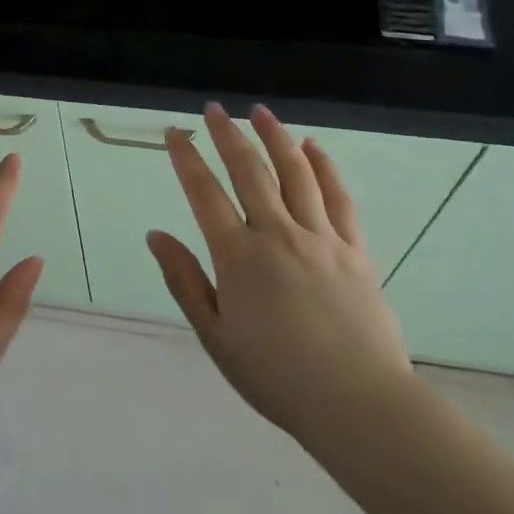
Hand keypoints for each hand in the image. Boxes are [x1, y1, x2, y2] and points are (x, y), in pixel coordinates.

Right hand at [147, 104, 417, 451]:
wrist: (357, 403)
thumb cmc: (276, 376)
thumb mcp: (215, 336)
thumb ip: (185, 281)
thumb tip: (156, 235)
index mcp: (238, 256)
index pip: (204, 194)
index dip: (186, 159)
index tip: (175, 133)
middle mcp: (277, 234)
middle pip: (250, 171)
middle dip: (228, 135)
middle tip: (214, 109)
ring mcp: (320, 238)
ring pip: (296, 173)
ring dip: (276, 137)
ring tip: (260, 112)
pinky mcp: (354, 250)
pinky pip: (338, 197)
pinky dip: (324, 167)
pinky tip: (314, 147)